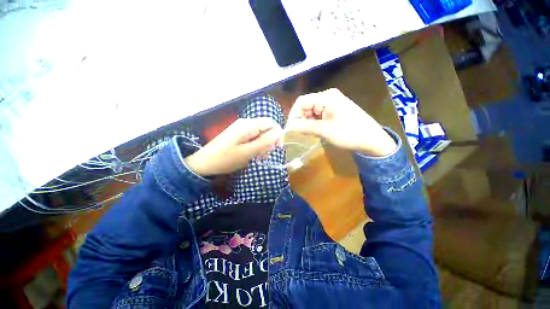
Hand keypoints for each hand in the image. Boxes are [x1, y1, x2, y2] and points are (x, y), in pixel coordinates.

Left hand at [185, 117, 282, 175]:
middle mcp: (246, 123)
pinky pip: (253, 138)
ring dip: (263, 146)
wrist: (204, 163)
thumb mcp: (248, 152)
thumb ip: (265, 141)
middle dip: (269, 142)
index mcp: (248, 125)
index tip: (277, 148)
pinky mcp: (239, 135)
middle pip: (266, 128)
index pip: (271, 123)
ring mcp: (241, 129)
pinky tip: (253, 155)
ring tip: (258, 158)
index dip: (278, 134)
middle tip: (264, 156)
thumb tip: (279, 133)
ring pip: (260, 134)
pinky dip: (256, 146)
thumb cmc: (226, 158)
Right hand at [286, 88, 396, 156]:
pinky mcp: (333, 111)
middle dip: (300, 119)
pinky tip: (316, 131)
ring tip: (310, 133)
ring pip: (311, 112)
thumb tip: (288, 126)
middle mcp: (327, 97)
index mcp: (326, 97)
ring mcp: (331, 104)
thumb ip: (305, 127)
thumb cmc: (349, 133)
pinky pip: (318, 116)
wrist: (372, 140)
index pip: (302, 101)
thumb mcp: (324, 130)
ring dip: (307, 122)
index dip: (293, 114)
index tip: (291, 128)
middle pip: (306, 106)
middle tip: (300, 133)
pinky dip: (314, 123)